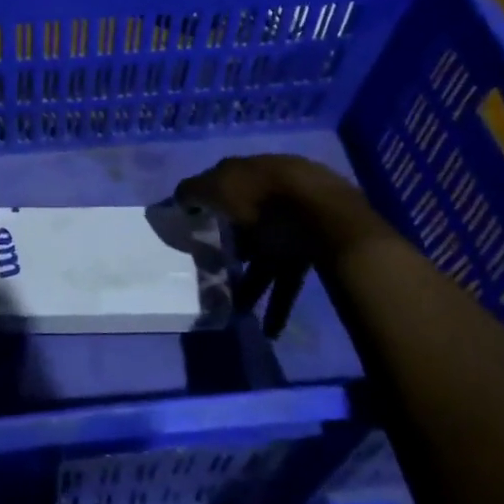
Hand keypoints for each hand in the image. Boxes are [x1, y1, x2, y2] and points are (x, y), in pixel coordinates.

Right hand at [175, 156, 382, 337]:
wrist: (323, 215)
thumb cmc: (262, 196)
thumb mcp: (217, 187)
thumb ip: (193, 191)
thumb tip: (180, 198)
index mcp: (252, 174)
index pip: (225, 185)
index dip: (208, 203)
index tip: (194, 225)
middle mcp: (273, 197)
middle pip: (246, 224)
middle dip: (231, 249)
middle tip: (213, 271)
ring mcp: (294, 225)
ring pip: (265, 257)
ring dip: (252, 285)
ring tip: (238, 311)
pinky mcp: (310, 252)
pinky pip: (288, 280)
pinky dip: (278, 304)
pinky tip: (270, 329)